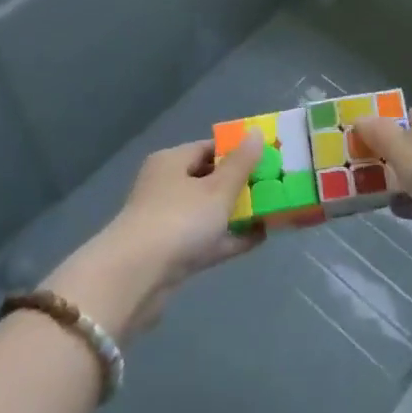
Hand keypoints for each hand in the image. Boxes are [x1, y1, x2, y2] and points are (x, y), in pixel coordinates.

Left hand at [46, 133, 264, 335]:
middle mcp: (166, 187)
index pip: (209, 148)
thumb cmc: (178, 220)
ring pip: (209, 211)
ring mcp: (167, 222)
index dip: (239, 151)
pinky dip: (230, 237)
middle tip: (276, 185)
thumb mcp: (218, 189)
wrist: (135, 280)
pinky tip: (259, 238)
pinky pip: (207, 239)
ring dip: (238, 212)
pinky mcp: (171, 254)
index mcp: (172, 162)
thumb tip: (257, 132)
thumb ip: (241, 163)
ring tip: (274, 211)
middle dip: (241, 183)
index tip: (268, 157)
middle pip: (210, 179)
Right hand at [352, 103, 411, 251]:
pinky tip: (404, 213)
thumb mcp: (403, 150)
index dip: (376, 137)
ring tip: (376, 202)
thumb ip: (378, 136)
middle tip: (360, 185)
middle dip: (390, 164)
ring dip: (406, 185)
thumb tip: (358, 118)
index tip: (355, 158)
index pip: (397, 121)